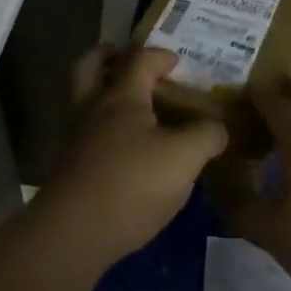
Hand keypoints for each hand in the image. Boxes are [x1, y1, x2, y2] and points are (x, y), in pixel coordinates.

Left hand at [36, 46, 227, 271]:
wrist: (73, 235)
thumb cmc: (131, 183)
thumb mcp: (184, 158)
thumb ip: (206, 136)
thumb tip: (218, 128)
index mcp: (121, 97)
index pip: (139, 60)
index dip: (160, 55)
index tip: (177, 61)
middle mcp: (93, 110)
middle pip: (89, 68)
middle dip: (106, 57)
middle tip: (124, 58)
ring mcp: (77, 141)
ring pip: (85, 103)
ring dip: (104, 96)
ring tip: (136, 111)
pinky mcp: (71, 171)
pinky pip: (88, 137)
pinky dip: (105, 133)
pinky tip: (128, 154)